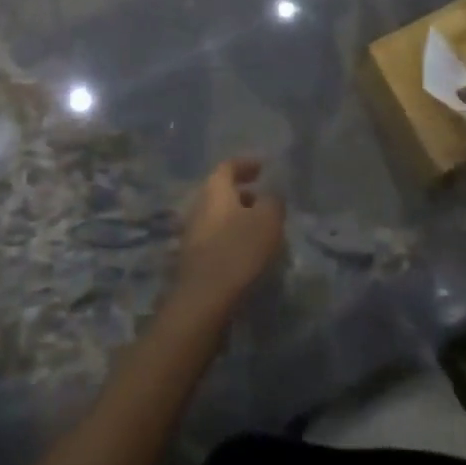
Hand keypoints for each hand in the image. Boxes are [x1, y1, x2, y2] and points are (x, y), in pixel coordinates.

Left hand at [173, 159, 285, 313]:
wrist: (204, 300)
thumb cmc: (238, 251)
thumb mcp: (267, 220)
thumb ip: (273, 201)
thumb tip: (271, 196)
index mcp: (214, 190)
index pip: (228, 166)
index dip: (246, 164)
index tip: (263, 167)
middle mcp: (199, 206)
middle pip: (221, 192)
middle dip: (244, 193)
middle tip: (265, 200)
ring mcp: (192, 233)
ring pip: (219, 216)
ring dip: (239, 218)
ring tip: (262, 229)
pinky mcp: (193, 259)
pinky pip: (216, 238)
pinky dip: (232, 238)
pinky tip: (249, 252)